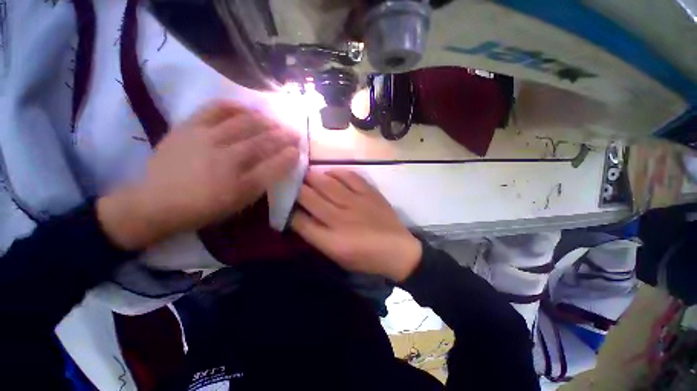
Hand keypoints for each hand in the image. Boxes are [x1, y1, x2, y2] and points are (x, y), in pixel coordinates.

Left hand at [98, 100, 299, 249]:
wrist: (155, 202)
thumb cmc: (203, 208)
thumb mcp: (238, 203)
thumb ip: (262, 183)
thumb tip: (280, 163)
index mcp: (239, 184)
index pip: (274, 165)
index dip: (290, 156)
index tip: (299, 151)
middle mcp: (225, 158)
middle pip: (262, 141)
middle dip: (284, 136)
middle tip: (294, 133)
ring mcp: (205, 139)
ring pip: (244, 123)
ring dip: (266, 121)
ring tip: (275, 121)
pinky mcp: (188, 126)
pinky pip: (215, 109)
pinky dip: (235, 106)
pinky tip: (246, 108)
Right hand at [291, 169, 421, 281]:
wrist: (397, 250)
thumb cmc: (366, 258)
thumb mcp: (337, 257)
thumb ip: (318, 238)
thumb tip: (302, 218)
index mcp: (331, 240)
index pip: (300, 221)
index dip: (289, 210)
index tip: (287, 204)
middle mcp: (340, 218)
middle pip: (310, 198)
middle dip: (297, 188)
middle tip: (292, 182)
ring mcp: (356, 203)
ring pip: (327, 184)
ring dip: (313, 177)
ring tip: (307, 174)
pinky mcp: (369, 194)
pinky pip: (350, 177)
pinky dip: (338, 172)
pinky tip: (331, 173)